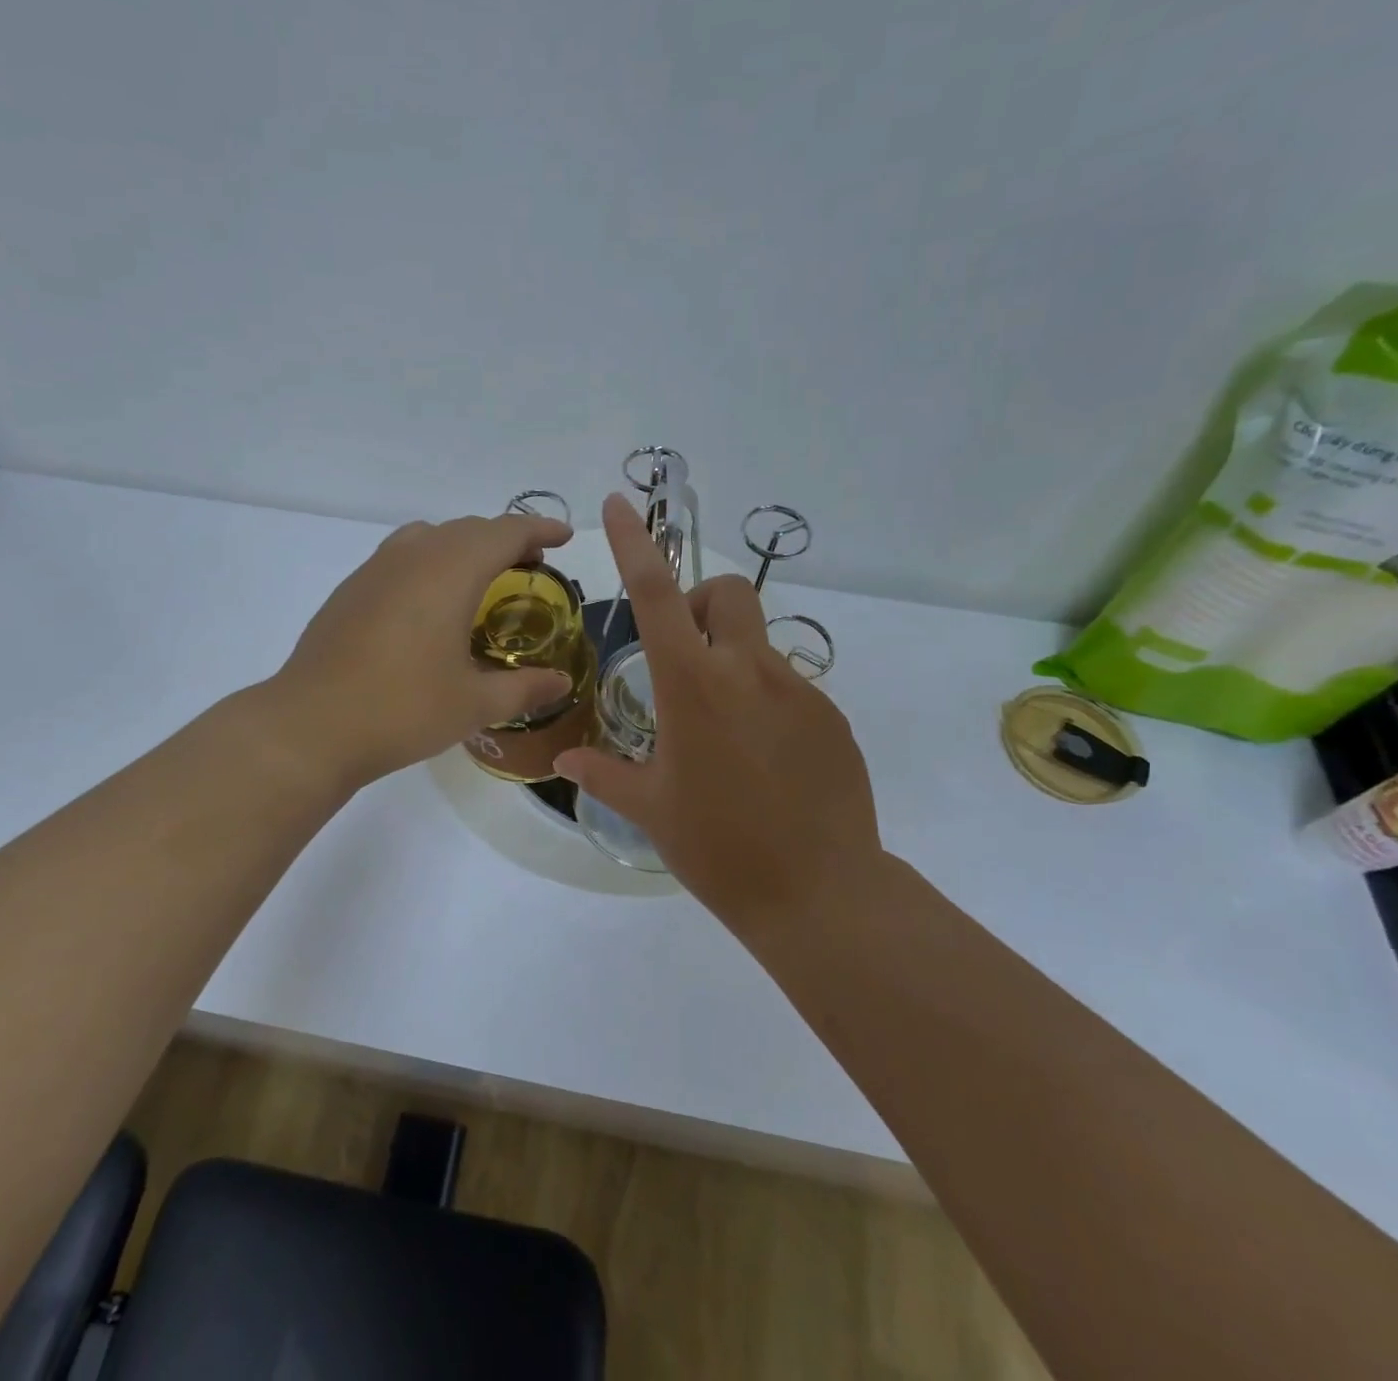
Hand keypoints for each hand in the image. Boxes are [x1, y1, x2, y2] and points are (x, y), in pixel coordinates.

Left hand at [270, 513, 575, 787]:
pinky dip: (430, 561)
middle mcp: (413, 556)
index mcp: (450, 571)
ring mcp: (375, 569)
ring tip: (481, 578)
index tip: (564, 538)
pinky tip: (429, 604)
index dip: (539, 530)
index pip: (505, 533)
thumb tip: (561, 684)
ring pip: (430, 536)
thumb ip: (524, 688)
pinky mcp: (350, 590)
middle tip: (531, 566)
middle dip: (505, 539)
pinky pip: (401, 556)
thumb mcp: (474, 704)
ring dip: (464, 546)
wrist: (311, 725)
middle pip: (468, 529)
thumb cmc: (403, 709)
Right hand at [554, 494, 882, 938]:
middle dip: (702, 603)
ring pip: (759, 645)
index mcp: (692, 685)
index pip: (656, 594)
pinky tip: (763, 761)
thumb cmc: (717, 847)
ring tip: (724, 733)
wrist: (819, 893)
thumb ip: (604, 773)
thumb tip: (565, 756)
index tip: (620, 504)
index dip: (635, 543)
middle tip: (685, 655)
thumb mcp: (651, 809)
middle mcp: (748, 672)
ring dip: (733, 663)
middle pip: (729, 594)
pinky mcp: (832, 718)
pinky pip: (789, 688)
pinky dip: (765, 703)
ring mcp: (799, 691)